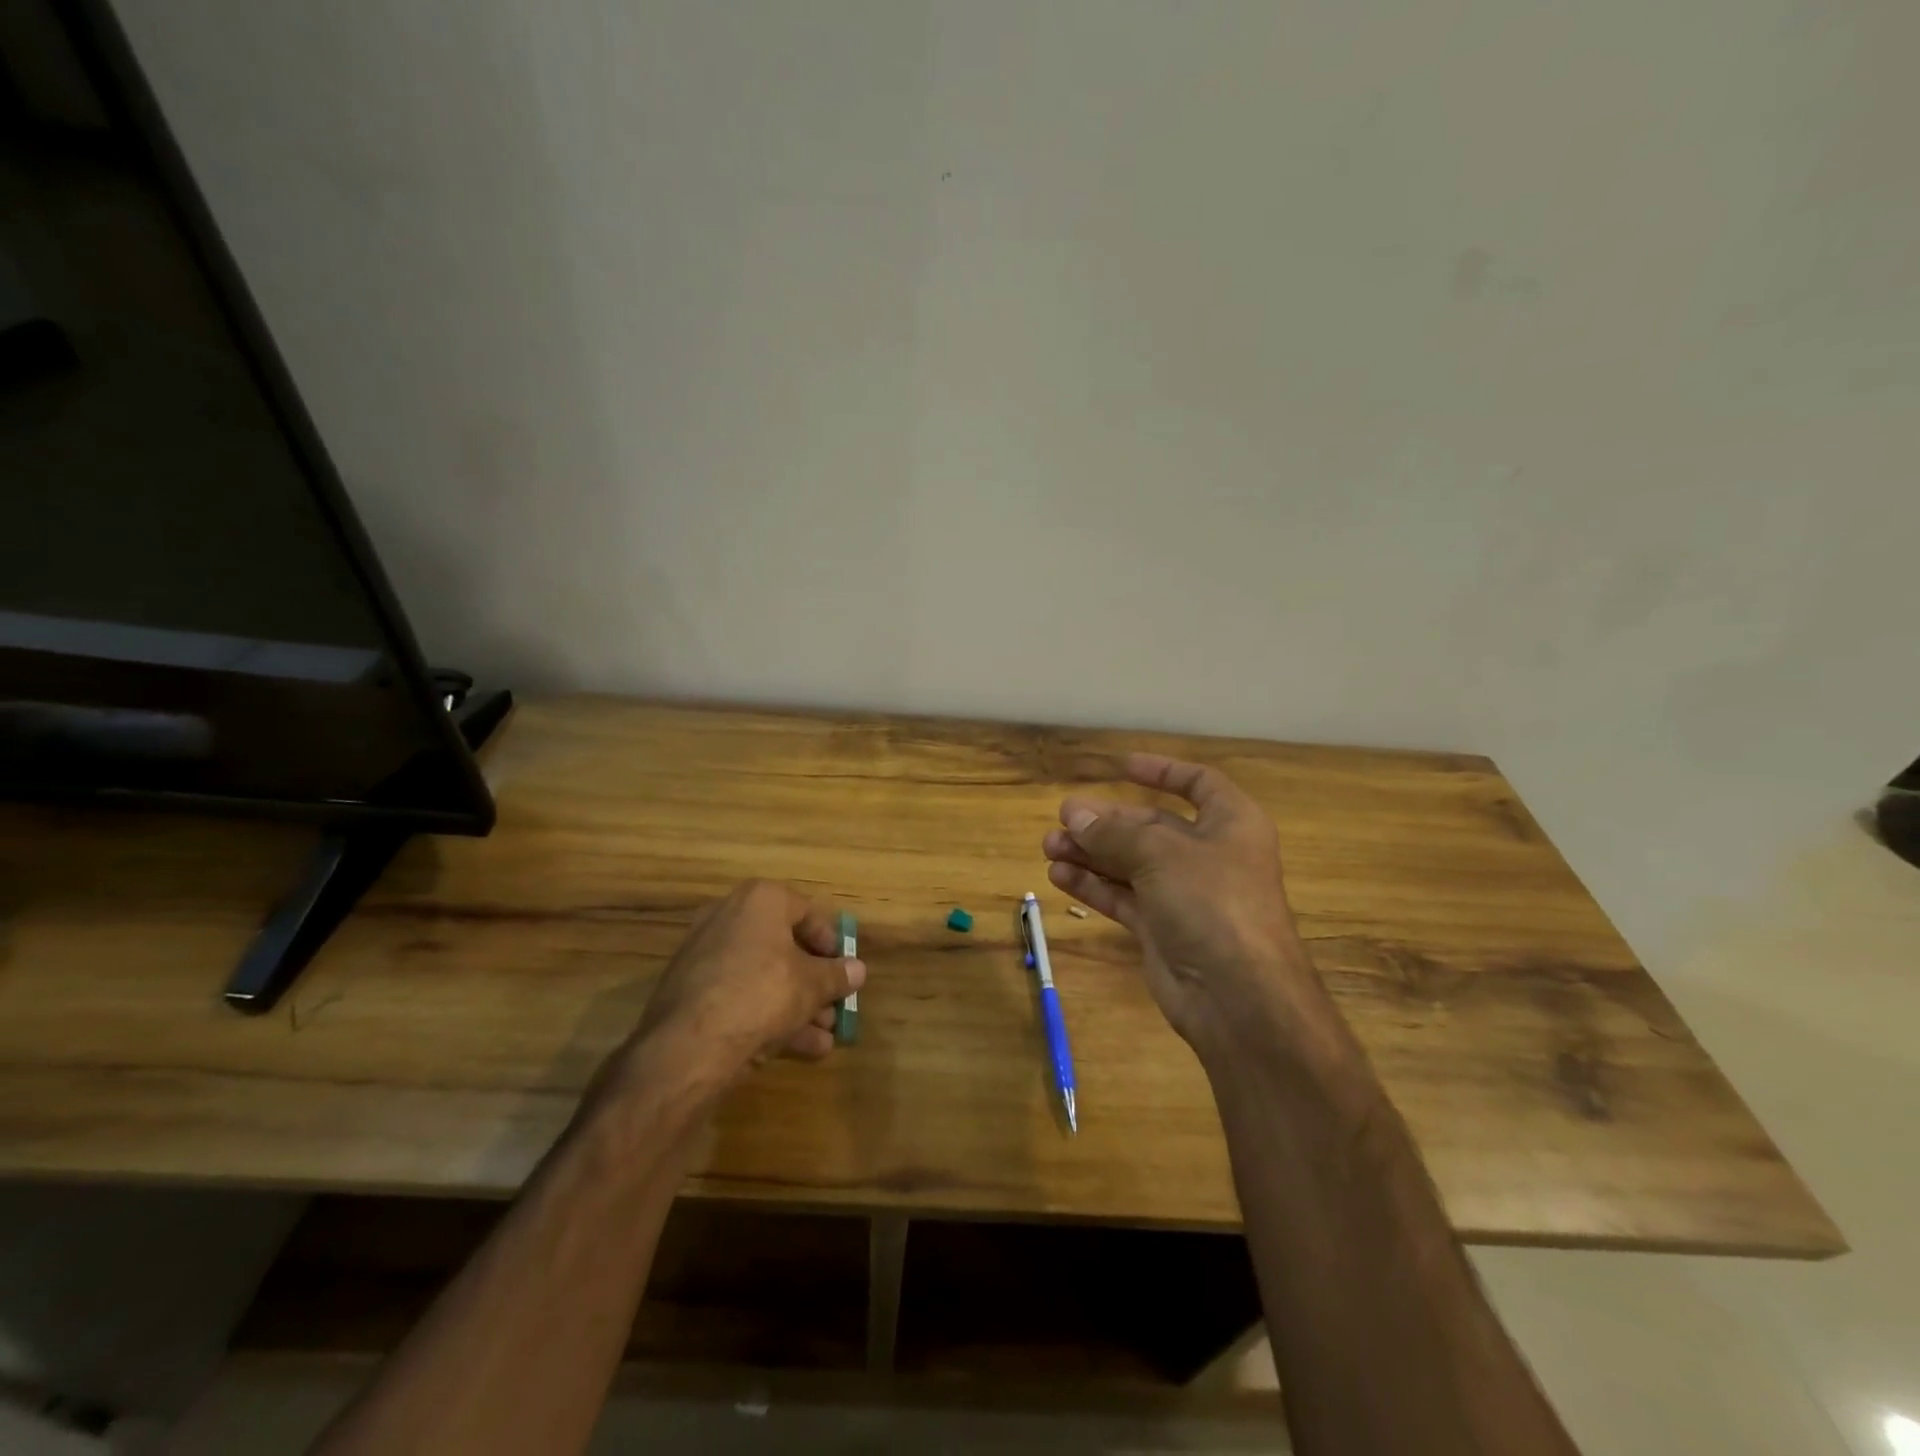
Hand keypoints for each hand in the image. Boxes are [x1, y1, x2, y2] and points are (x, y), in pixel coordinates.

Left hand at [627, 879, 864, 1088]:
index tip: (844, 968)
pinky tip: (800, 1050)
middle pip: (784, 948)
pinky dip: (768, 1017)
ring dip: (797, 1006)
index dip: (830, 942)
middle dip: (814, 982)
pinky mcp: (691, 993)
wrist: (691, 1044)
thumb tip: (858, 970)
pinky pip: (741, 997)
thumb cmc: (763, 992)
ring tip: (825, 1038)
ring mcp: (705, 956)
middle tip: (835, 1006)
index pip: (806, 912)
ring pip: (763, 977)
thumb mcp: (812, 985)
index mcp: (760, 900)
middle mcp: (728, 918)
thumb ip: (837, 976)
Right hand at [1041, 754, 1335, 1062]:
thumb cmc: (1212, 902)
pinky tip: (1059, 876)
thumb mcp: (1160, 854)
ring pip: (1131, 864)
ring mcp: (1186, 895)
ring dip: (1091, 853)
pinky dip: (1093, 886)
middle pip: (1152, 826)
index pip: (1198, 784)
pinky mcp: (1164, 929)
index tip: (1121, 766)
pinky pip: (1123, 897)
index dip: (1162, 771)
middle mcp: (1210, 855)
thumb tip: (1073, 815)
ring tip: (1049, 846)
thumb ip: (1113, 833)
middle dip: (1107, 821)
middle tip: (1062, 817)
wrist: (1239, 997)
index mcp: (1230, 823)